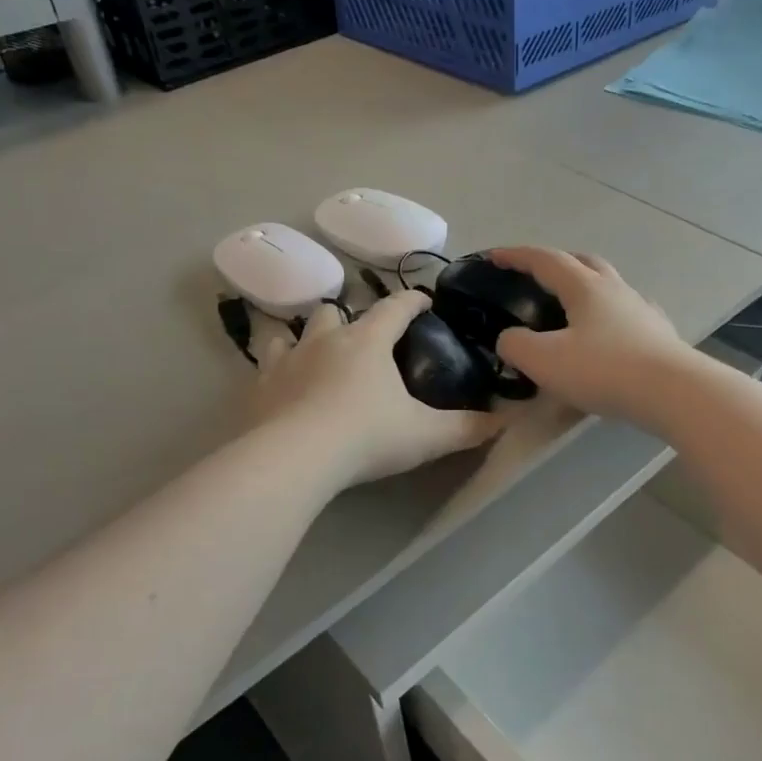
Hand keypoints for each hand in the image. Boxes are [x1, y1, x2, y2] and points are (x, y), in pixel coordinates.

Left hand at [248, 292, 503, 485]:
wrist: (293, 459)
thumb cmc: (366, 437)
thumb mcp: (426, 436)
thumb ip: (467, 428)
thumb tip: (504, 421)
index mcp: (367, 341)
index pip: (396, 307)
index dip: (413, 301)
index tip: (425, 302)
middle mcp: (324, 340)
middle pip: (335, 311)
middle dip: (349, 317)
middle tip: (362, 340)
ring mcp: (285, 361)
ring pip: (292, 333)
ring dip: (305, 339)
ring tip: (315, 357)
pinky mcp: (257, 388)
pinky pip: (264, 368)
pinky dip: (275, 372)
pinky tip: (280, 388)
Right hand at [488, 247, 691, 423]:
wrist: (674, 393)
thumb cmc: (604, 370)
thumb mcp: (544, 360)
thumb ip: (516, 345)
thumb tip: (509, 339)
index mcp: (585, 287)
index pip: (545, 260)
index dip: (516, 256)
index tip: (493, 256)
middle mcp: (615, 290)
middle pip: (584, 263)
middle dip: (557, 263)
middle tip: (537, 277)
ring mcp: (642, 311)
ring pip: (610, 287)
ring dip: (587, 289)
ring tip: (571, 309)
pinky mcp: (660, 335)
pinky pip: (629, 314)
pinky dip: (611, 316)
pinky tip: (610, 334)